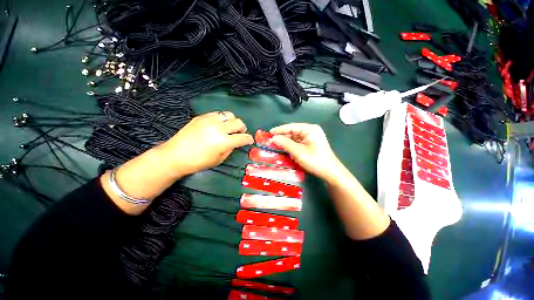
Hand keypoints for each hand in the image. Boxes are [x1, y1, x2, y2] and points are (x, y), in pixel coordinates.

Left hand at [161, 111, 253, 177]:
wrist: (175, 156)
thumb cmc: (198, 162)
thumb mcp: (219, 159)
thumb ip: (230, 149)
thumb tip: (235, 142)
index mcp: (223, 142)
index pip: (243, 138)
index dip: (249, 139)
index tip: (249, 140)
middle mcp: (218, 128)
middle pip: (238, 122)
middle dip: (242, 128)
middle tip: (240, 133)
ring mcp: (209, 120)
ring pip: (229, 114)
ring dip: (232, 121)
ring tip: (229, 128)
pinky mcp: (201, 117)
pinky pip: (217, 114)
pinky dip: (221, 119)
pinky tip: (218, 125)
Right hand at [270, 123, 342, 182]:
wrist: (330, 172)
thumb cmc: (315, 160)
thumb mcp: (298, 152)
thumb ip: (285, 143)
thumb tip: (273, 138)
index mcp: (310, 129)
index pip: (292, 127)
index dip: (280, 130)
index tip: (269, 133)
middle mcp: (311, 131)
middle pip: (293, 132)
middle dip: (282, 136)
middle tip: (271, 140)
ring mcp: (311, 138)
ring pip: (295, 138)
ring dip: (286, 141)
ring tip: (276, 144)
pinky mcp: (310, 144)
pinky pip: (298, 142)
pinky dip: (291, 145)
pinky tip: (284, 148)